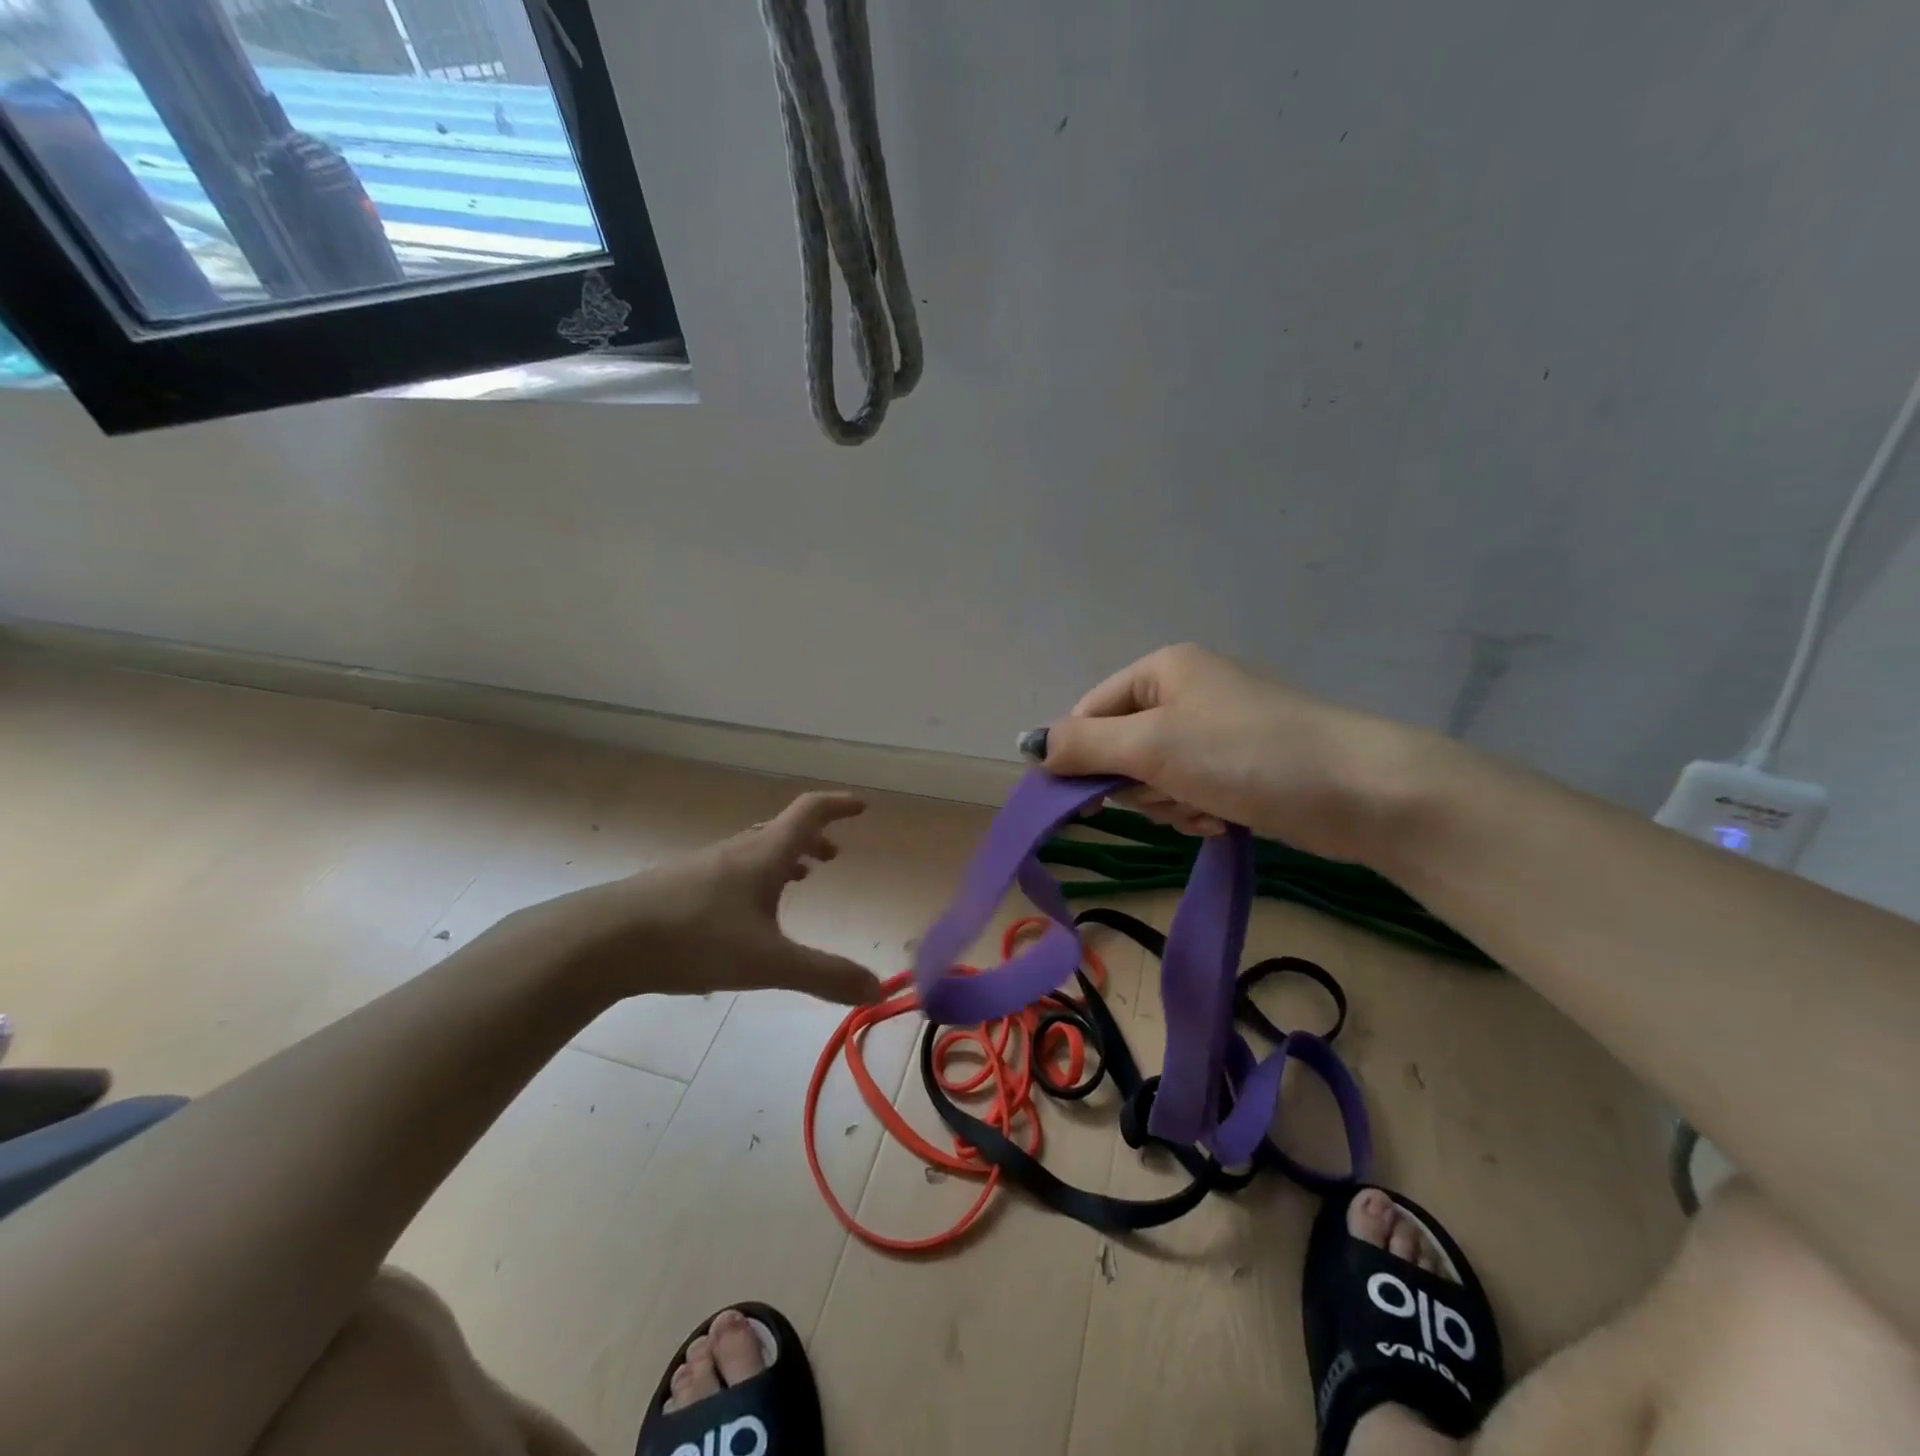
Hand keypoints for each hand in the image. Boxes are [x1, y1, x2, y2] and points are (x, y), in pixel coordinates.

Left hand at [503, 791, 883, 1007]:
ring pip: (754, 849)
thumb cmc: (694, 940)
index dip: (838, 806)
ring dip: (783, 857)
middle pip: (782, 830)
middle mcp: (736, 852)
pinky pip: (731, 869)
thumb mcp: (768, 963)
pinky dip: (755, 876)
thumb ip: (823, 976)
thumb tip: (876, 989)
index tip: (862, 807)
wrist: (603, 941)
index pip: (809, 813)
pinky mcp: (677, 887)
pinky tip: (744, 913)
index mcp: (764, 856)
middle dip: (813, 839)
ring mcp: (703, 867)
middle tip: (833, 857)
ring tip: (798, 880)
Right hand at [1028, 644, 1420, 862]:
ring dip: (1170, 803)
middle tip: (1168, 795)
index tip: (1081, 803)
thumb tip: (1029, 745)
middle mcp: (1186, 691)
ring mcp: (1216, 729)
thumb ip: (1084, 744)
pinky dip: (1199, 811)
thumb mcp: (1153, 745)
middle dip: (1138, 784)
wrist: (1361, 791)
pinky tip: (1225, 818)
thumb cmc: (1246, 754)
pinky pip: (1190, 791)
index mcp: (1162, 670)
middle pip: (1121, 748)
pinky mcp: (1241, 765)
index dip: (1080, 758)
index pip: (1089, 713)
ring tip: (1206, 809)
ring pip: (1154, 777)